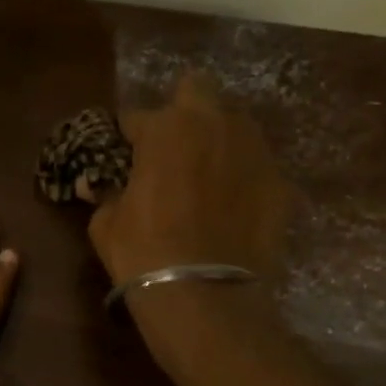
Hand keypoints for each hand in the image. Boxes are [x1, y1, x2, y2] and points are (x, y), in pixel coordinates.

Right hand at [88, 71, 290, 285]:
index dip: (126, 135)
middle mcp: (214, 124)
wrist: (205, 296)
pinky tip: (232, 205)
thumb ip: (108, 193)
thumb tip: (105, 187)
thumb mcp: (105, 223)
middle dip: (181, 110)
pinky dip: (242, 176)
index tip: (121, 152)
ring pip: (234, 123)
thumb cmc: (143, 254)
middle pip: (197, 89)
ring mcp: (254, 150)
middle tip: (170, 146)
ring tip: (206, 173)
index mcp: (165, 128)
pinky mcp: (281, 182)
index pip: (136, 116)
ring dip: (216, 138)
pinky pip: (256, 165)